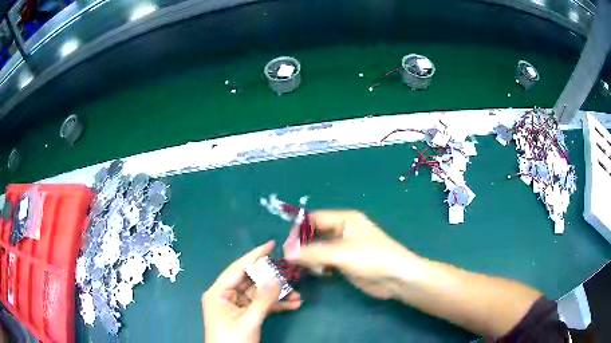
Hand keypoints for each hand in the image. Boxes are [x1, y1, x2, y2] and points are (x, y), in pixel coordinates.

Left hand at [203, 241, 301, 342]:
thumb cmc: (232, 340)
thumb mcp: (248, 321)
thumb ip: (263, 299)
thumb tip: (277, 278)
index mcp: (218, 292)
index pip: (238, 268)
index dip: (255, 255)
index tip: (271, 244)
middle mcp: (225, 295)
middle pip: (251, 281)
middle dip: (272, 280)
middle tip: (291, 273)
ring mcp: (235, 306)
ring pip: (258, 294)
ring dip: (277, 295)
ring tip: (297, 295)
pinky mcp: (244, 315)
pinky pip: (260, 305)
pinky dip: (275, 305)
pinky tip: (293, 305)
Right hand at [286, 210, 419, 299]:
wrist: (397, 279)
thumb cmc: (373, 259)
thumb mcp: (342, 253)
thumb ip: (313, 252)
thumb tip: (286, 252)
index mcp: (344, 219)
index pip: (314, 218)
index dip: (299, 230)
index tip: (287, 246)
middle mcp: (342, 230)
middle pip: (314, 234)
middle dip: (304, 246)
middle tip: (295, 260)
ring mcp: (344, 247)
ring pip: (318, 249)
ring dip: (311, 258)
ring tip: (315, 269)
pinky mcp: (345, 262)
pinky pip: (324, 260)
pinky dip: (319, 266)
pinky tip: (322, 273)